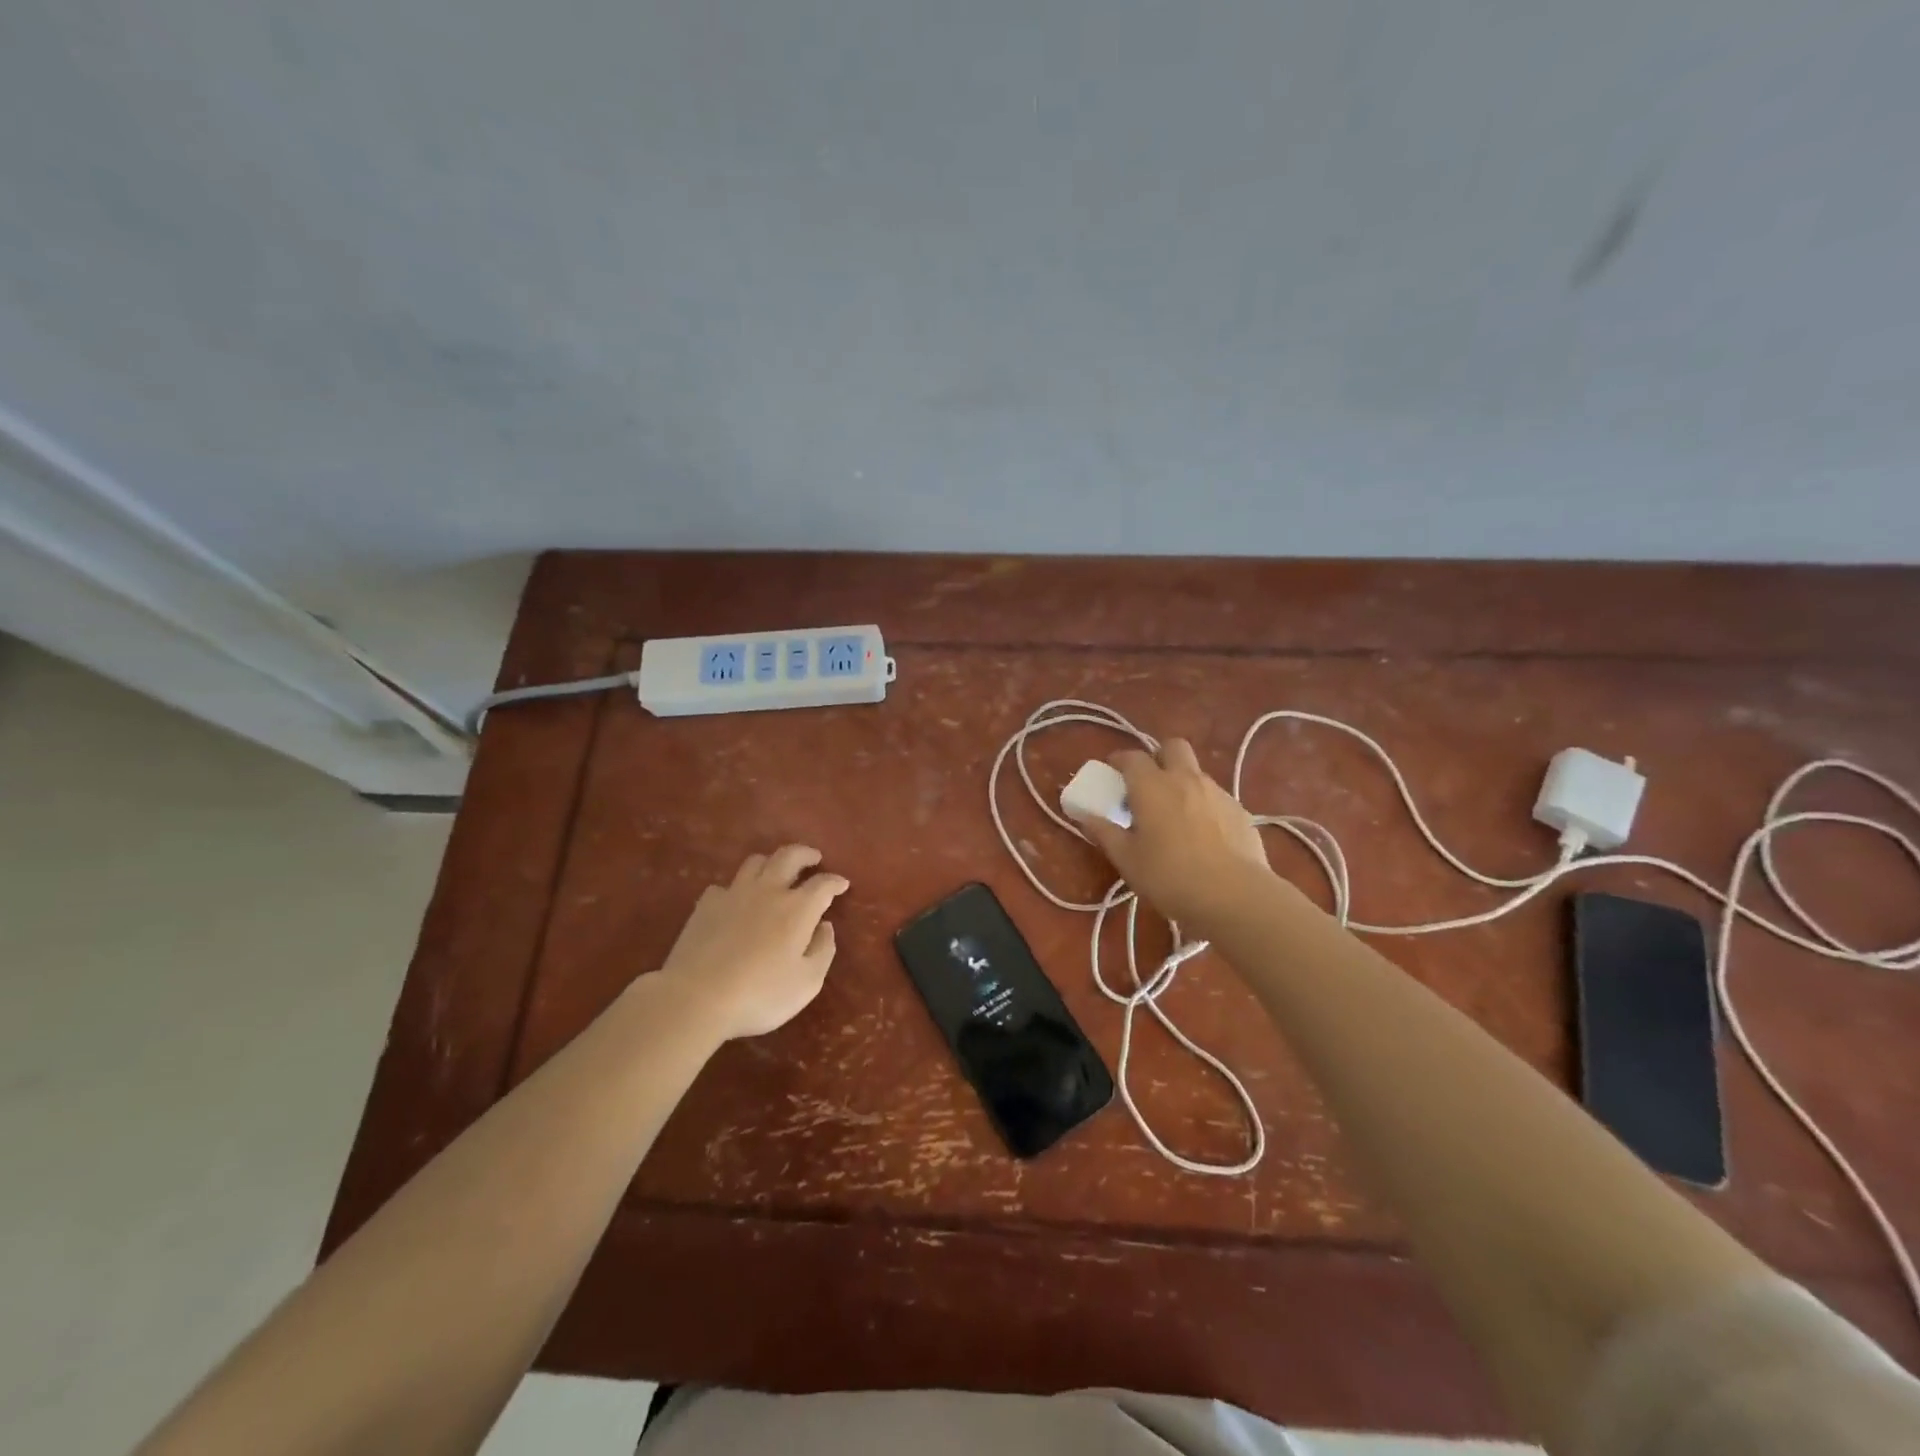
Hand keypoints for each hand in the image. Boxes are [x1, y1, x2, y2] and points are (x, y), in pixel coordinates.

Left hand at [655, 845, 849, 1039]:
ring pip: (755, 862)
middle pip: (789, 856)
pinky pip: (725, 886)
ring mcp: (734, 894)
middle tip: (813, 858)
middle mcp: (768, 891)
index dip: (835, 882)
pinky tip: (736, 901)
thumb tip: (825, 927)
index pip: (823, 884)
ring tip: (776, 871)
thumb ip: (823, 951)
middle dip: (805, 854)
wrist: (696, 997)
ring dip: (771, 862)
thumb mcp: (807, 983)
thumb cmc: (760, 994)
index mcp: (798, 908)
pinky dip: (736, 888)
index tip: (842, 884)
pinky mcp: (706, 905)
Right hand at [1075, 740, 1271, 928]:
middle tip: (1148, 784)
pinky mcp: (1240, 811)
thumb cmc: (1169, 876)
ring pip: (1196, 773)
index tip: (1112, 773)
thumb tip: (1086, 817)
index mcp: (1152, 785)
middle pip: (1172, 747)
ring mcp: (1217, 792)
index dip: (1119, 761)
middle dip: (1159, 757)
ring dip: (1182, 783)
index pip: (1131, 757)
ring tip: (1175, 816)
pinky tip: (1203, 835)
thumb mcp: (1127, 859)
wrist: (1234, 896)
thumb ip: (1104, 833)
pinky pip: (1215, 797)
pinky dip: (1204, 805)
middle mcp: (1185, 778)